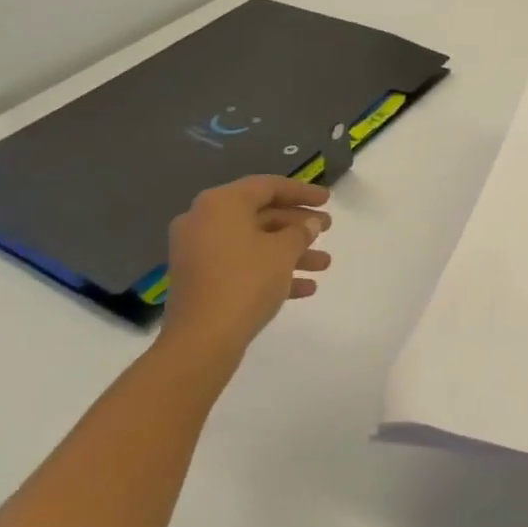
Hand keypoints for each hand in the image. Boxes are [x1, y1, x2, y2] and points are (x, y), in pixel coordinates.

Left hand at [157, 176, 332, 382]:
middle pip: (260, 214)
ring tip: (324, 264)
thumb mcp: (283, 252)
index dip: (302, 191)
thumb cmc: (246, 282)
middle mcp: (204, 221)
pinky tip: (305, 287)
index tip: (328, 199)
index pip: (267, 186)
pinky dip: (270, 270)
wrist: (202, 340)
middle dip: (297, 224)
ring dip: (290, 251)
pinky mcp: (201, 279)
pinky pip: (241, 264)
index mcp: (221, 204)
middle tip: (327, 229)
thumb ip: (300, 231)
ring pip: (253, 242)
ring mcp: (199, 252)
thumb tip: (309, 223)